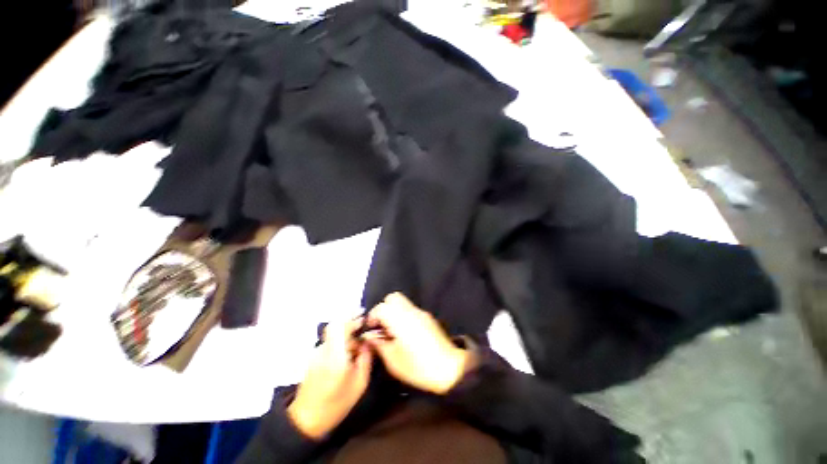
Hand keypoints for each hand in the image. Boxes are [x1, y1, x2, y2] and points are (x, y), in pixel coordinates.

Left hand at [288, 318, 372, 439]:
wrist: (305, 421)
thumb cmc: (335, 404)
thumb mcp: (359, 384)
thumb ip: (366, 358)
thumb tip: (368, 341)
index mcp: (335, 355)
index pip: (338, 324)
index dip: (350, 315)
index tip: (363, 314)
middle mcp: (323, 349)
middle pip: (336, 326)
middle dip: (352, 323)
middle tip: (365, 326)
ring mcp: (316, 353)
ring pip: (334, 334)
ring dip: (347, 333)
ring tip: (360, 342)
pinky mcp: (314, 357)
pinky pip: (330, 342)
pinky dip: (341, 341)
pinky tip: (349, 352)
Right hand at [363, 293, 468, 394]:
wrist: (450, 368)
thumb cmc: (418, 367)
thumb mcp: (393, 360)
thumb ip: (379, 344)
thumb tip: (369, 336)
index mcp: (400, 319)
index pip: (381, 307)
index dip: (372, 316)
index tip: (370, 328)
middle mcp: (411, 311)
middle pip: (393, 297)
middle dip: (384, 308)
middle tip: (381, 325)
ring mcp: (421, 313)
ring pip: (403, 302)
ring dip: (394, 311)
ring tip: (392, 330)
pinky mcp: (428, 318)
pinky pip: (411, 309)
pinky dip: (403, 315)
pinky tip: (405, 333)